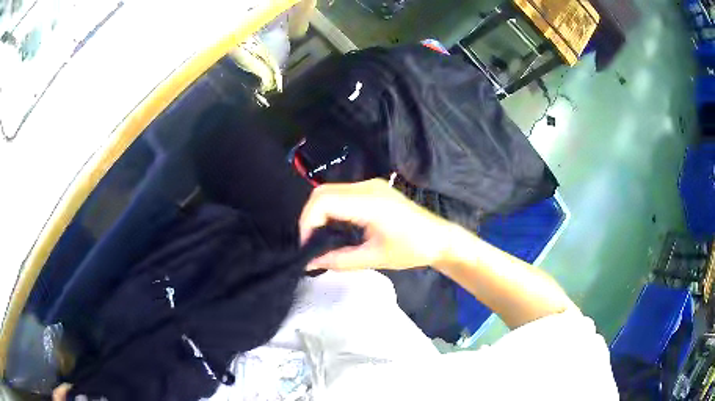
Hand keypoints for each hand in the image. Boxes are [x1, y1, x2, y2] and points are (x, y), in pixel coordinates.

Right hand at [299, 179, 454, 270]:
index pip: (323, 201)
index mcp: (369, 202)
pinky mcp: (373, 190)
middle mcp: (367, 187)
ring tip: (319, 238)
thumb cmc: (412, 249)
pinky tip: (334, 228)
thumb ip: (339, 260)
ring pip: (330, 191)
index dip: (307, 222)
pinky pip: (342, 194)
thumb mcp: (374, 258)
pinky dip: (331, 210)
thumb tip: (310, 263)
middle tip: (310, 243)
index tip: (307, 245)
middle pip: (322, 192)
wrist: (439, 238)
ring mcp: (371, 186)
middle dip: (309, 217)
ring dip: (319, 213)